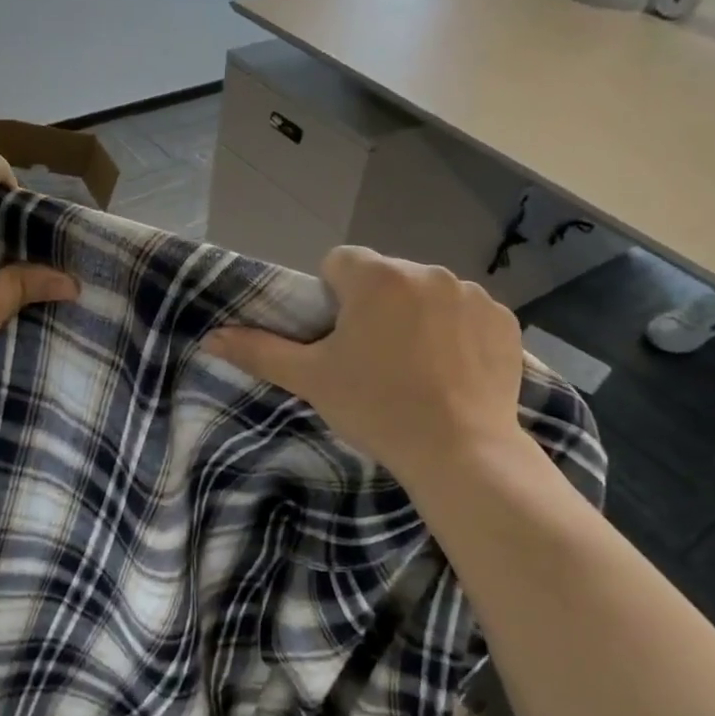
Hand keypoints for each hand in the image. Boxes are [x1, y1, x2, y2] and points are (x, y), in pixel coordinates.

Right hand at [203, 246, 532, 491]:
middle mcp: (426, 271)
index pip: (340, 262)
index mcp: (377, 277)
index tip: (338, 338)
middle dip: (375, 306)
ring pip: (427, 294)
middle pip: (385, 277)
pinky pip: (467, 313)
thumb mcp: (311, 380)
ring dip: (417, 316)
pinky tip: (453, 371)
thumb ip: (260, 351)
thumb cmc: (376, 408)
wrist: (462, 452)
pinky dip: (457, 332)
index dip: (332, 297)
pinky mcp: (504, 320)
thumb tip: (211, 337)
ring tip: (417, 368)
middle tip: (373, 359)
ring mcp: (471, 294)